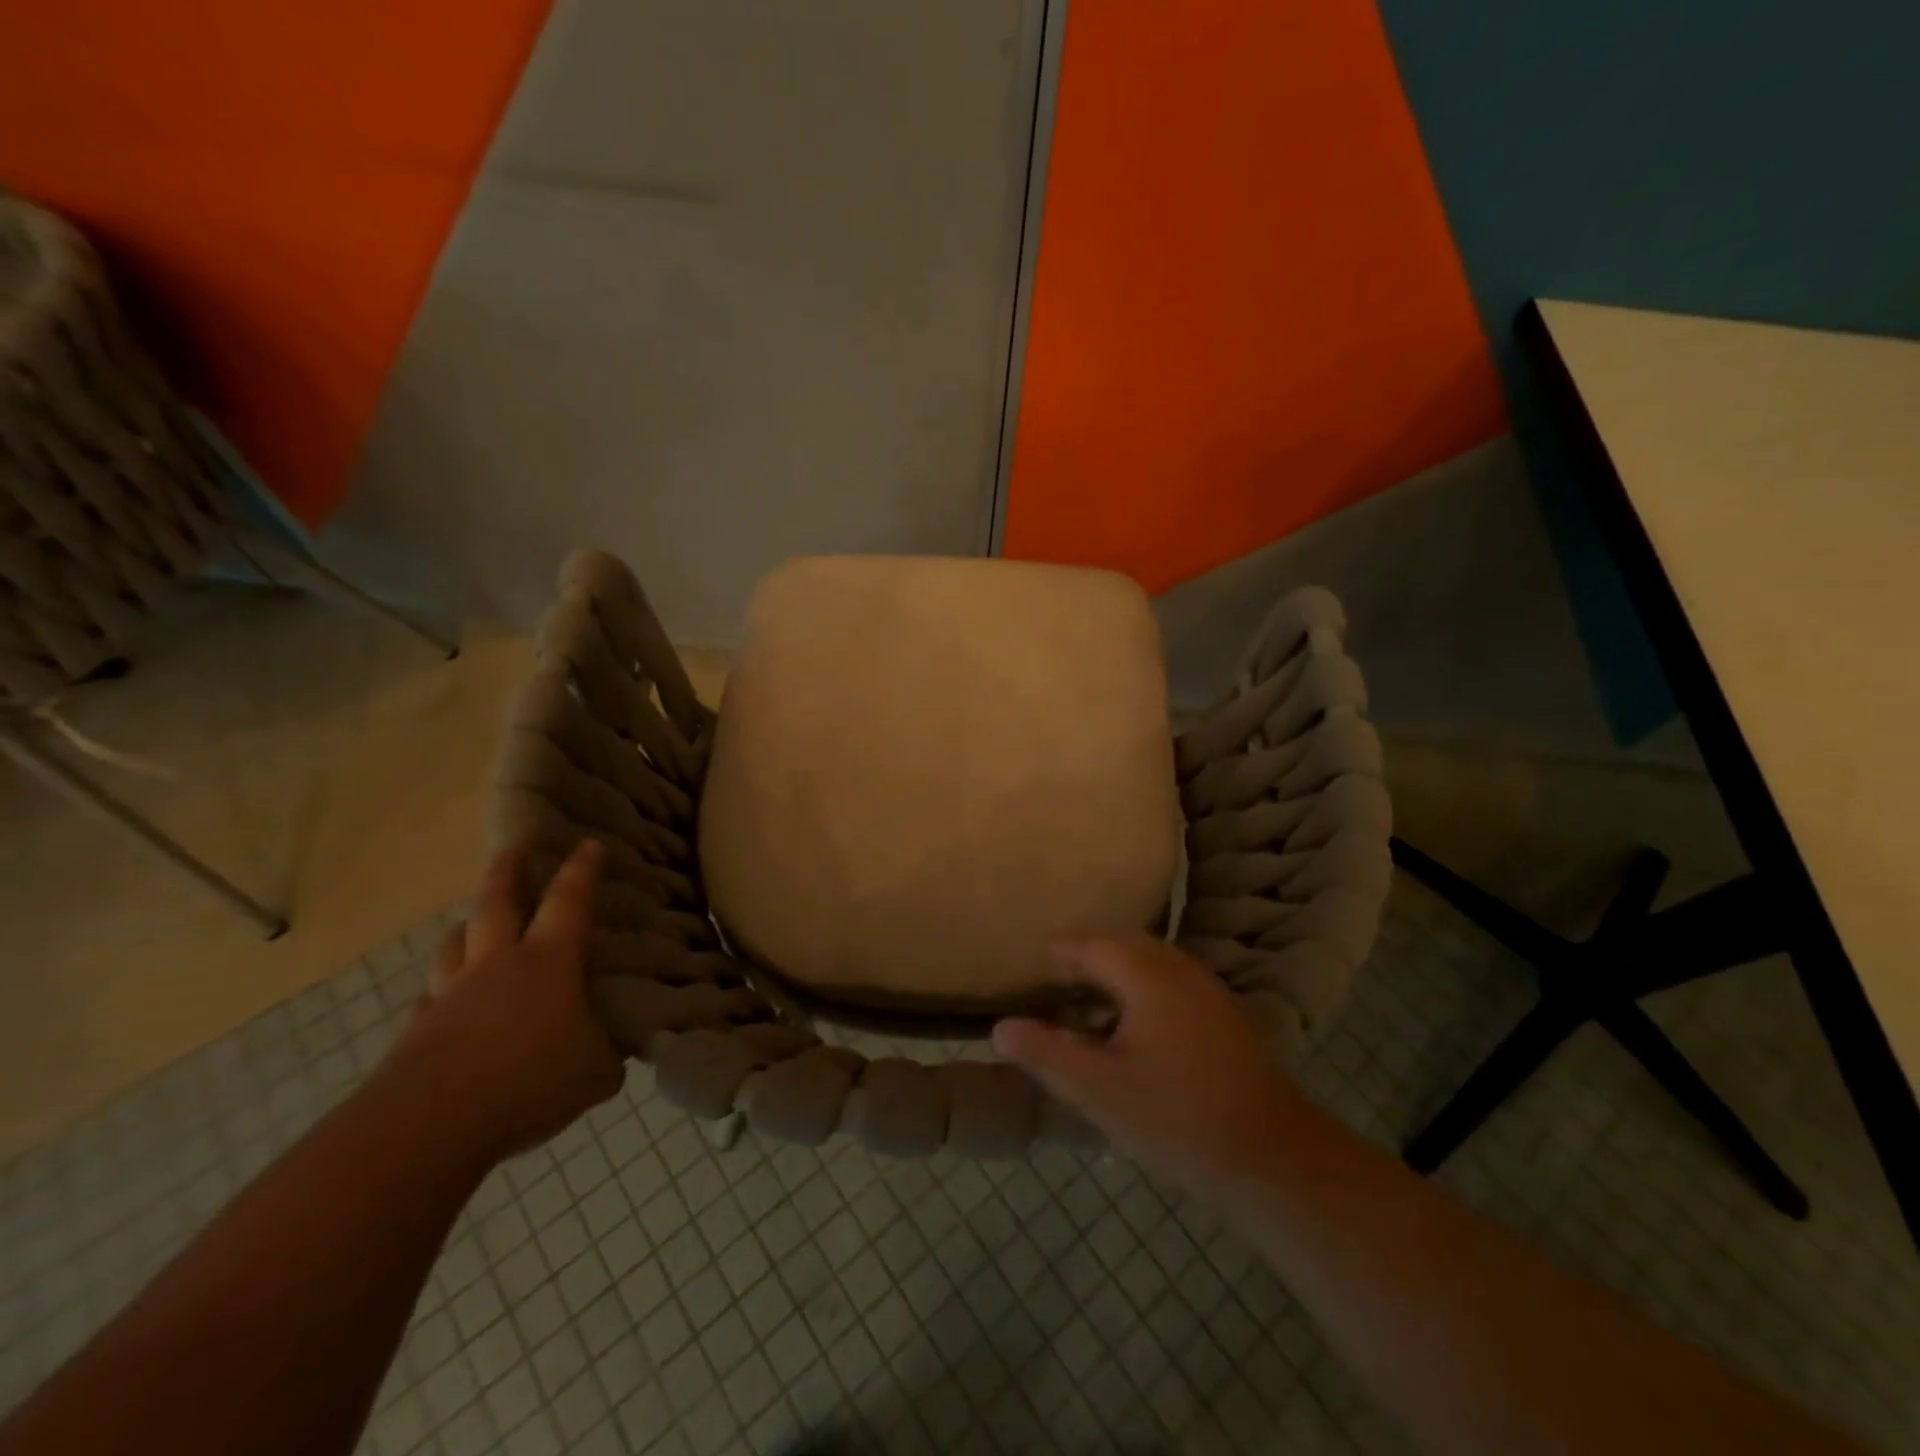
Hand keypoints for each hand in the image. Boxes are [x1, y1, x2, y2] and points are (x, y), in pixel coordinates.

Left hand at [384, 841, 624, 1164]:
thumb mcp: (594, 1071)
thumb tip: (613, 1055)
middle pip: (496, 903)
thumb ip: (607, 1054)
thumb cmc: (530, 1080)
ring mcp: (450, 996)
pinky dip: (439, 993)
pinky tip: (441, 1004)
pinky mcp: (416, 1032)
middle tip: (514, 849)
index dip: (581, 870)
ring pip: (454, 945)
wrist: (431, 1124)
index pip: (569, 902)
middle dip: (507, 871)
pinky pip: (429, 1000)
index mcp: (547, 962)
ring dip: (465, 928)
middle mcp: (496, 965)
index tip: (588, 844)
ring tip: (471, 923)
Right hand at [992, 936, 1301, 1193]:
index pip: (1090, 946)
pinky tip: (1138, 1029)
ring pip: (1152, 963)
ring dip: (1118, 974)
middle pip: (1123, 945)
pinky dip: (1145, 990)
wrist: (1272, 1156)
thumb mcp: (1098, 1090)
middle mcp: (1179, 969)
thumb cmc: (1176, 1117)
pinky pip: (1174, 983)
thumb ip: (1046, 1053)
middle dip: (1088, 959)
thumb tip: (1001, 1027)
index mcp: (1145, 975)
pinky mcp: (1227, 1015)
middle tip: (1057, 984)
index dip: (1058, 955)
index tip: (1033, 968)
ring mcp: (1208, 990)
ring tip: (1090, 1005)